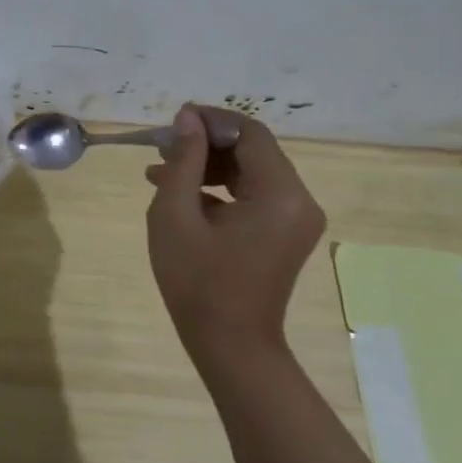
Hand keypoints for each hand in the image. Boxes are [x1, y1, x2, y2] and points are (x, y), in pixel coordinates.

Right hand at [144, 104, 325, 351]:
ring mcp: (296, 218)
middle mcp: (300, 200)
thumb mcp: (175, 215)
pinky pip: (254, 195)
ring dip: (209, 166)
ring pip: (251, 171)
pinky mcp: (285, 232)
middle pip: (253, 151)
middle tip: (162, 148)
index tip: (172, 122)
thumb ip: (184, 161)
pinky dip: (220, 188)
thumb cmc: (197, 282)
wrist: (230, 344)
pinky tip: (180, 194)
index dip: (211, 121)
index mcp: (280, 194)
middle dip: (206, 144)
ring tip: (162, 171)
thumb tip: (187, 118)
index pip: (250, 134)